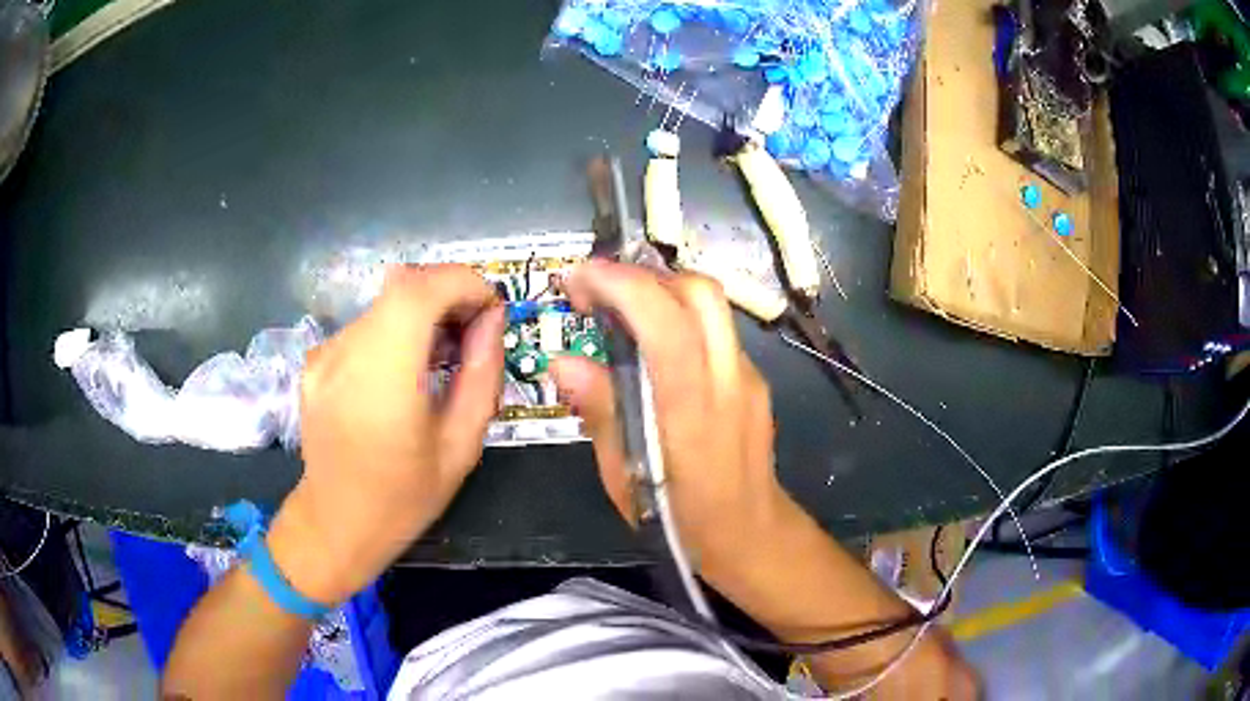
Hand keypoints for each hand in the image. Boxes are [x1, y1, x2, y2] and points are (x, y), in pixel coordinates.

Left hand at [268, 264, 504, 604]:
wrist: (336, 523)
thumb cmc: (404, 497)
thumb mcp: (461, 445)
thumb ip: (481, 375)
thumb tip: (492, 320)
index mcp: (383, 376)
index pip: (421, 288)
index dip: (464, 284)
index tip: (491, 311)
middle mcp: (345, 351)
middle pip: (403, 286)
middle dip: (449, 294)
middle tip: (474, 332)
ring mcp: (324, 353)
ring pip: (384, 303)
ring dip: (423, 312)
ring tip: (442, 354)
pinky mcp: (315, 360)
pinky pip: (365, 326)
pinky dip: (395, 331)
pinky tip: (404, 371)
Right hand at [549, 261, 791, 575]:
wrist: (752, 536)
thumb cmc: (682, 519)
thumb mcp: (625, 478)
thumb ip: (602, 411)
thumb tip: (564, 361)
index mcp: (692, 410)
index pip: (666, 323)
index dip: (621, 286)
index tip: (577, 279)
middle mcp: (728, 380)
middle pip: (699, 292)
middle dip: (642, 277)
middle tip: (597, 293)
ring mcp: (747, 376)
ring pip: (711, 305)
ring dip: (660, 292)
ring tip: (617, 312)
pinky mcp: (752, 379)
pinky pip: (714, 329)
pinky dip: (678, 318)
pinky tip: (652, 347)